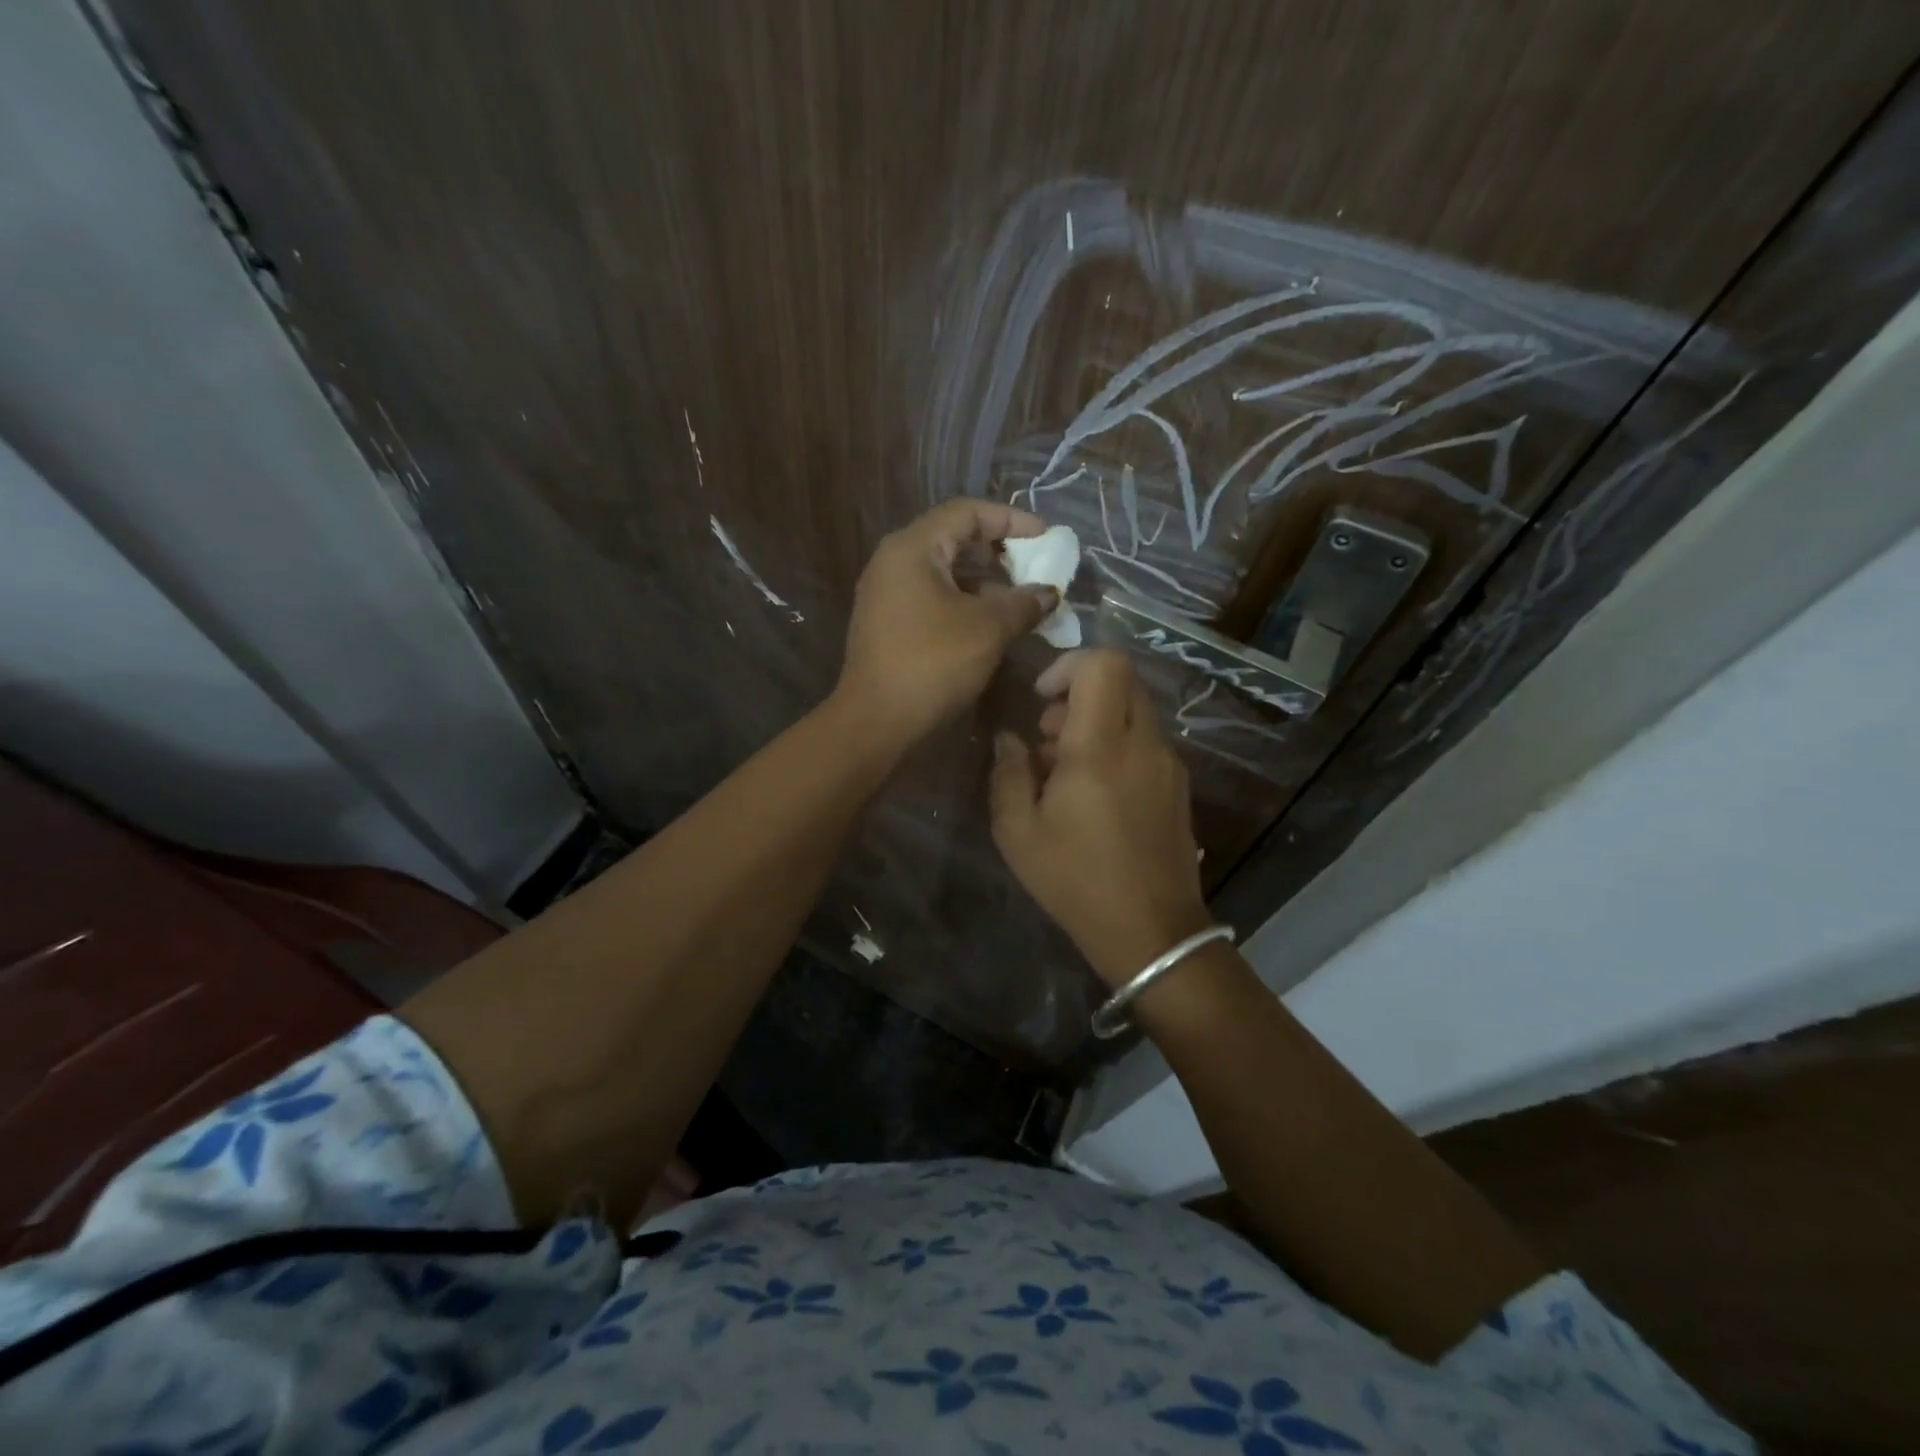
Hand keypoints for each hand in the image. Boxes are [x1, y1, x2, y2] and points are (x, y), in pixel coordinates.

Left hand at [836, 499, 1056, 747]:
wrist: (876, 721)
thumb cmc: (933, 663)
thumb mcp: (988, 629)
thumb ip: (1024, 603)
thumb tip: (1049, 593)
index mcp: (913, 547)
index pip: (967, 512)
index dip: (1011, 519)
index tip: (1046, 536)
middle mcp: (894, 561)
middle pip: (954, 539)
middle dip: (998, 552)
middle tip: (1034, 570)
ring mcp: (886, 592)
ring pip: (944, 571)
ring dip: (984, 582)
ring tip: (1020, 601)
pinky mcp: (888, 622)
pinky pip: (932, 596)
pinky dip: (964, 601)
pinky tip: (991, 624)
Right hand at [989, 649, 1211, 986]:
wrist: (1152, 933)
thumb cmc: (1076, 882)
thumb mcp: (1018, 832)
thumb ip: (1008, 774)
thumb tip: (1009, 738)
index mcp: (1101, 748)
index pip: (1104, 664)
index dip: (1068, 664)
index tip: (1041, 697)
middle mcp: (1143, 744)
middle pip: (1122, 681)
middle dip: (1079, 693)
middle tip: (1048, 735)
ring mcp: (1169, 764)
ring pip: (1135, 711)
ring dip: (1097, 722)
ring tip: (1065, 772)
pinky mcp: (1179, 786)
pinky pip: (1146, 742)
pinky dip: (1118, 746)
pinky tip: (1096, 794)